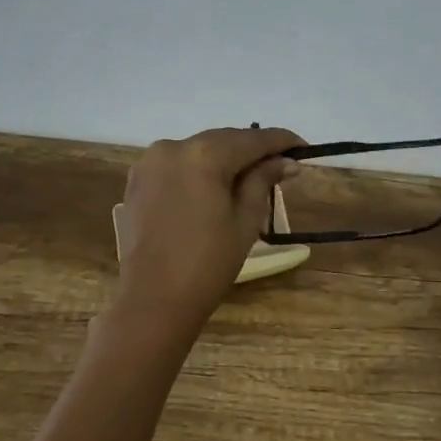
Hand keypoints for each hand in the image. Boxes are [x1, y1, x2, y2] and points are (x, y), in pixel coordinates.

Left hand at [111, 126, 302, 340]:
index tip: (303, 147)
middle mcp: (173, 147)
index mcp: (204, 155)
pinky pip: (177, 165)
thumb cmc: (208, 264)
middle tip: (281, 164)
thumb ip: (262, 181)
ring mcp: (150, 162)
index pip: (251, 139)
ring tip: (250, 176)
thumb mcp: (245, 221)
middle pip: (223, 140)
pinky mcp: (137, 180)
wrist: (152, 301)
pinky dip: (198, 170)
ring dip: (224, 158)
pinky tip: (214, 186)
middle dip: (251, 150)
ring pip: (198, 151)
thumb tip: (285, 161)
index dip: (280, 141)